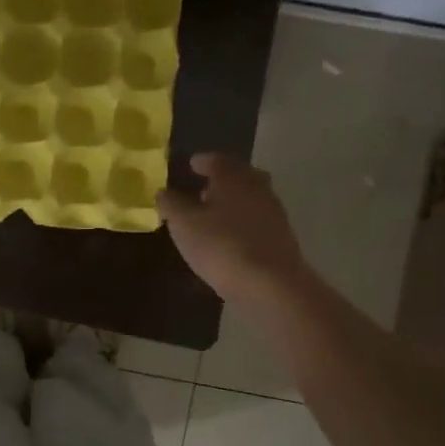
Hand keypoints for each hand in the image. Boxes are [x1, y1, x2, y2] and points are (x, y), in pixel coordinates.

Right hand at [156, 152, 307, 307]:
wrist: (271, 285)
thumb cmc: (221, 246)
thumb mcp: (184, 224)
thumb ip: (171, 204)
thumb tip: (162, 191)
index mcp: (233, 178)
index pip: (217, 160)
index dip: (203, 161)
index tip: (192, 164)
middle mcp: (257, 188)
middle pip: (240, 175)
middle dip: (223, 179)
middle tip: (204, 187)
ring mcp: (273, 213)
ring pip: (251, 198)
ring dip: (234, 201)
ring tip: (214, 215)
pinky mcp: (282, 238)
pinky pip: (258, 220)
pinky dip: (244, 222)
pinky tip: (231, 237)